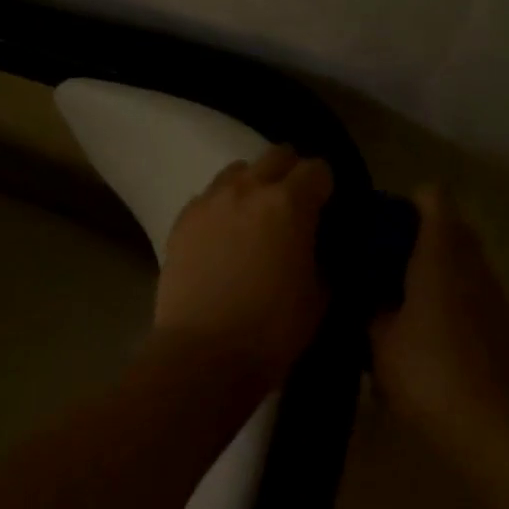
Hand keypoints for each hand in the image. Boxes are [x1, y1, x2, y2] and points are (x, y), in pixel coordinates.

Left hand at [154, 145, 333, 385]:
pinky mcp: (181, 221)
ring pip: (237, 171)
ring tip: (255, 217)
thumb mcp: (319, 295)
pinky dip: (222, 206)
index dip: (327, 188)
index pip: (318, 169)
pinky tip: (224, 236)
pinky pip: (208, 197)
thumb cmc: (273, 329)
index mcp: (289, 203)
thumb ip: (322, 257)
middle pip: (276, 156)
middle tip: (295, 206)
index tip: (328, 210)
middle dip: (291, 173)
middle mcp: (248, 189)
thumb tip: (317, 246)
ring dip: (253, 184)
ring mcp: (209, 202)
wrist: (204, 353)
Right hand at [370, 186, 508, 431]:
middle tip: (378, 262)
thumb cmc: (428, 371)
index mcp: (441, 254)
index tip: (378, 222)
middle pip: (450, 228)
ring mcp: (493, 294)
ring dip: (433, 269)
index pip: (433, 198)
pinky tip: (421, 330)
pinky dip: (447, 298)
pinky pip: (470, 293)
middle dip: (416, 237)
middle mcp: (473, 264)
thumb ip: (370, 308)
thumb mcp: (379, 340)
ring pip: (462, 263)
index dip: (406, 201)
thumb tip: (367, 295)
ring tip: (395, 296)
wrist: (493, 427)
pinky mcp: (501, 325)